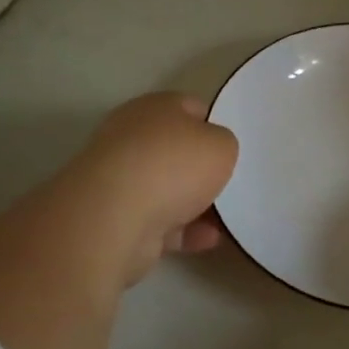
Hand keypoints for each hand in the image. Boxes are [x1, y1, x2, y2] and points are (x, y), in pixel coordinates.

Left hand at [60, 92, 238, 286]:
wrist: (115, 218)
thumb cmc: (174, 166)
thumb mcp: (222, 145)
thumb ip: (223, 144)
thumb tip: (211, 152)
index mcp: (155, 108)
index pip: (191, 108)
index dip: (215, 125)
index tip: (233, 147)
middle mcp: (132, 138)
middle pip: (176, 150)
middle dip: (202, 169)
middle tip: (231, 183)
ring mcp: (120, 179)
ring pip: (167, 189)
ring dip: (195, 204)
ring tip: (228, 219)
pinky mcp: (115, 217)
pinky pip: (159, 221)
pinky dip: (184, 230)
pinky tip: (209, 240)